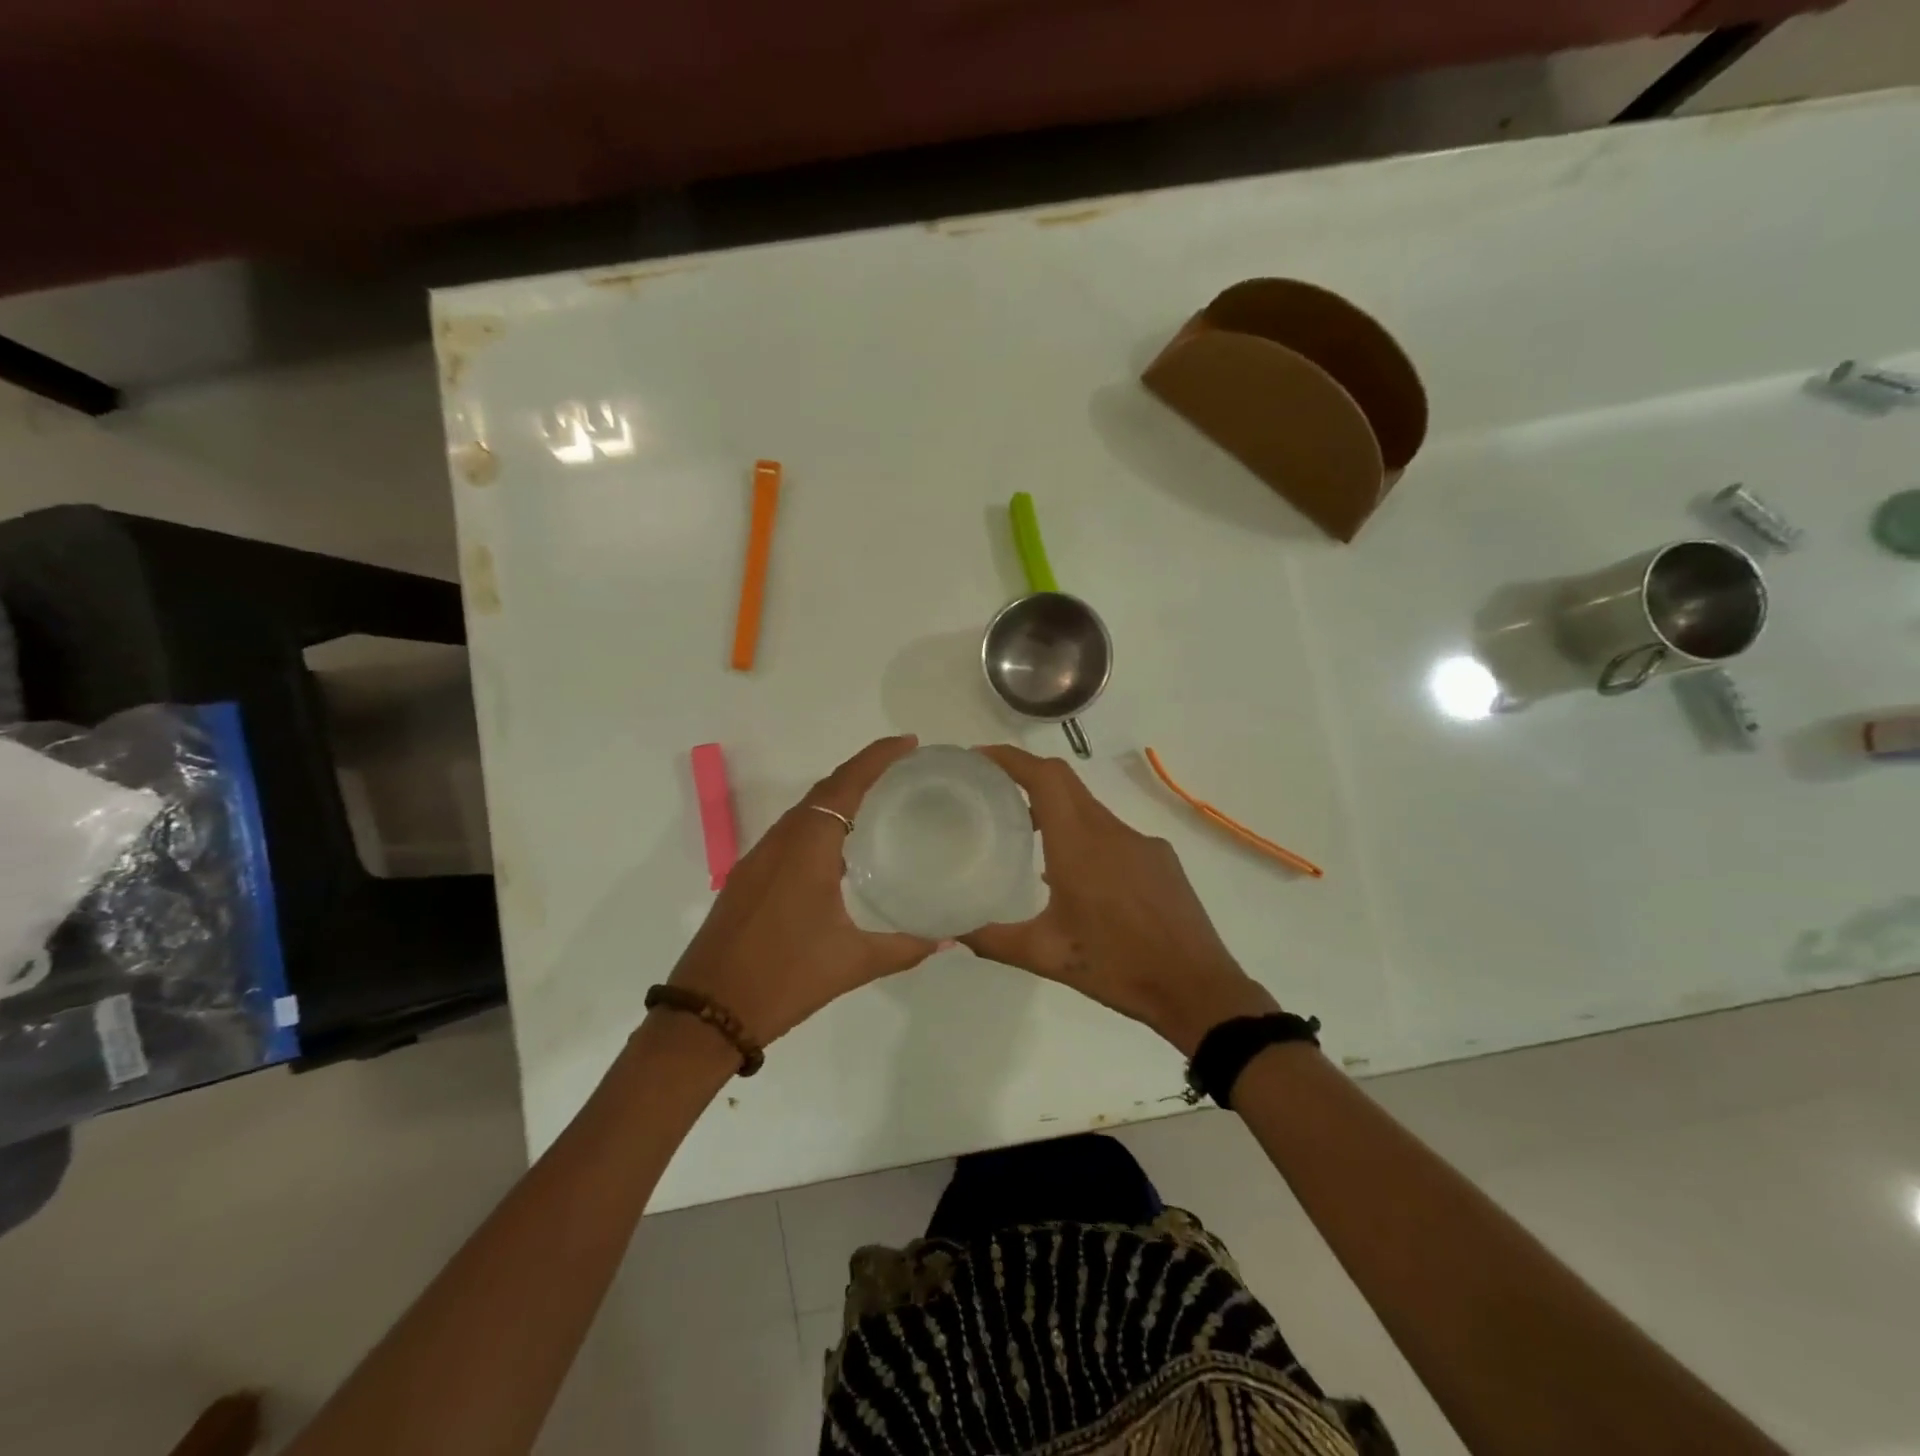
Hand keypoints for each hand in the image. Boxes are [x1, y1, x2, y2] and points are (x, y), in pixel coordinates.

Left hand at [666, 736, 936, 1045]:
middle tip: (903, 769)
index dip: (877, 758)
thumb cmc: (784, 979)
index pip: (846, 785)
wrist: (707, 1014)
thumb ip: (904, 947)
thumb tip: (946, 939)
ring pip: (803, 811)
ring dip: (839, 797)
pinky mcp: (747, 878)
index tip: (909, 743)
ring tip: (879, 801)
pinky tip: (840, 849)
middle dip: (863, 771)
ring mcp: (758, 859)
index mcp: (807, 848)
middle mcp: (780, 842)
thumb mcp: (852, 964)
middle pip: (824, 790)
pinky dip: (819, 823)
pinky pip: (789, 833)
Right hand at [959, 746, 1278, 1054]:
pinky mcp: (1161, 858)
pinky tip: (1080, 878)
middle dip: (1028, 776)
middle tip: (993, 791)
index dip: (1011, 758)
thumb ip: (993, 940)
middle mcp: (1111, 831)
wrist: (1198, 988)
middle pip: (1065, 783)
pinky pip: (1114, 833)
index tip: (980, 756)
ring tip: (1028, 836)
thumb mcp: (1046, 956)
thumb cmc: (1117, 968)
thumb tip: (953, 928)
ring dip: (1057, 811)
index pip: (1045, 777)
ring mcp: (1142, 842)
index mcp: (1079, 845)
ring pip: (1090, 809)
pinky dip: (1086, 837)